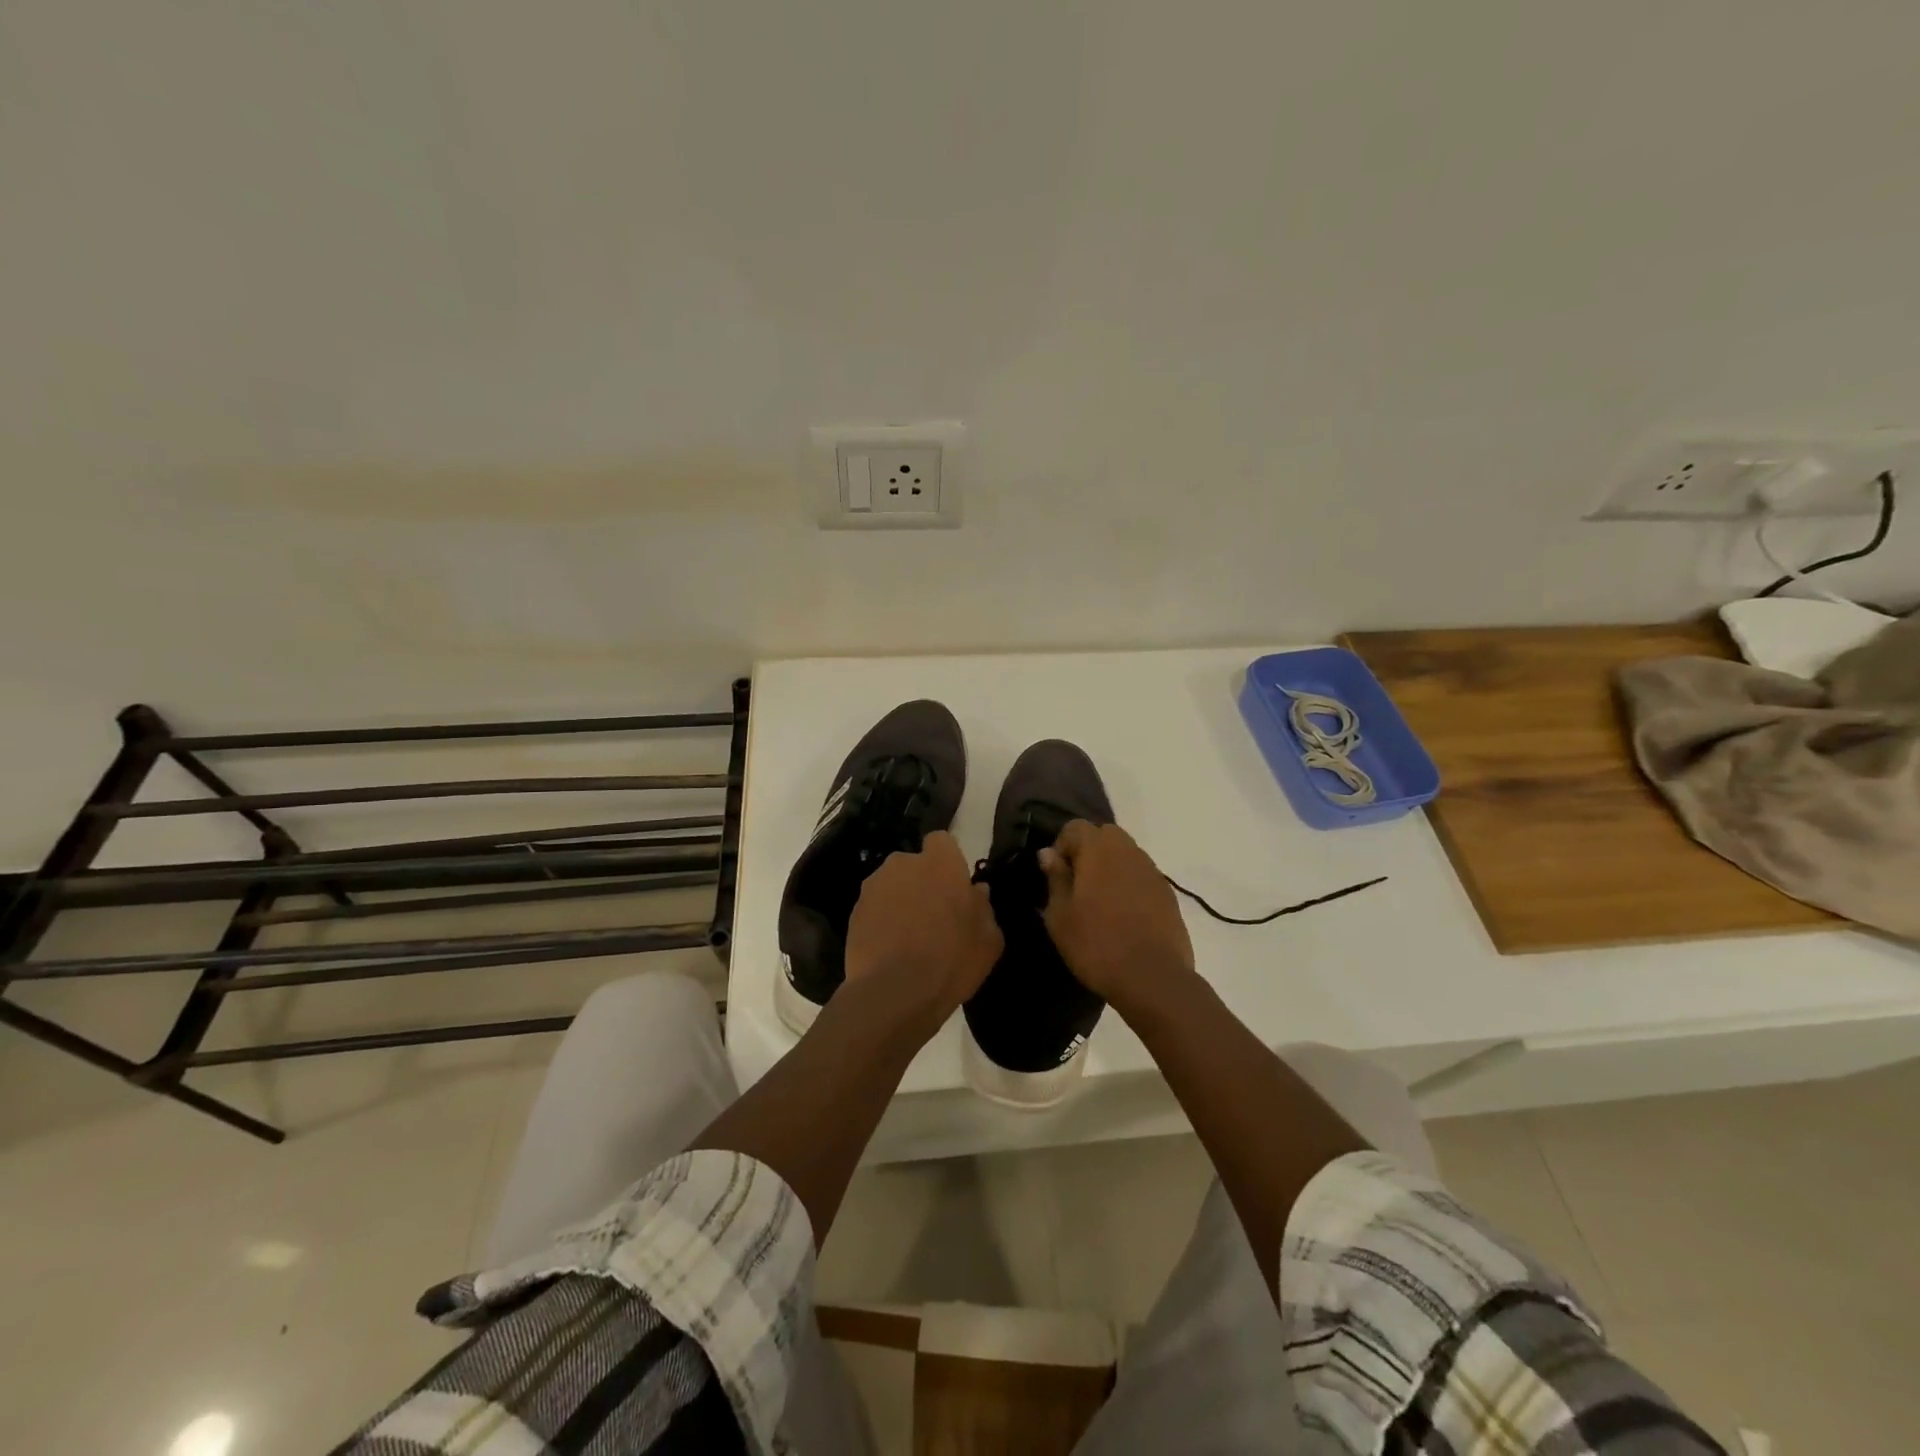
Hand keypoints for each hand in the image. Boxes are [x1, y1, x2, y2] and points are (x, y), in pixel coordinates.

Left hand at [845, 830, 1002, 1024]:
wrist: (893, 992)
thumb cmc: (951, 960)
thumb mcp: (988, 940)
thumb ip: (984, 908)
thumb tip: (977, 893)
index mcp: (941, 863)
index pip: (941, 841)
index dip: (947, 861)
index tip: (953, 887)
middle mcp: (904, 864)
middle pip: (914, 864)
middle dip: (922, 882)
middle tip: (933, 915)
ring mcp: (874, 886)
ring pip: (892, 885)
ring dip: (900, 901)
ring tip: (909, 937)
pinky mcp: (854, 911)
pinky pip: (874, 908)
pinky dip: (881, 920)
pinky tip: (890, 949)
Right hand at [1040, 821, 1194, 1012]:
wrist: (1152, 978)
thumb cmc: (1096, 945)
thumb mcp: (1060, 916)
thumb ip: (1055, 878)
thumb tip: (1048, 853)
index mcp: (1099, 850)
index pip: (1075, 827)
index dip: (1062, 846)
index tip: (1056, 876)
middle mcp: (1128, 851)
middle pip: (1105, 834)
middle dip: (1088, 851)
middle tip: (1078, 885)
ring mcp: (1152, 871)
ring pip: (1126, 853)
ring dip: (1110, 866)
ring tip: (1100, 901)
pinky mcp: (1168, 893)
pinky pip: (1142, 875)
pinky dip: (1129, 883)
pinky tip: (1123, 915)